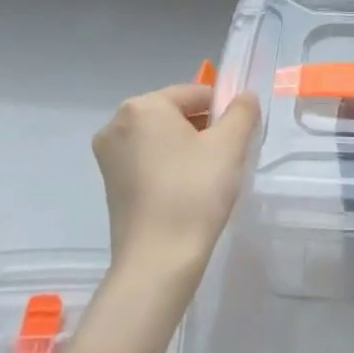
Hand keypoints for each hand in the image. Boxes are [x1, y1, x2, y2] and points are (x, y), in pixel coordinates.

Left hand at [92, 82, 260, 289]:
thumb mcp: (229, 145)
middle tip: (226, 159)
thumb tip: (244, 97)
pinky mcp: (110, 183)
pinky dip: (170, 167)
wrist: (158, 259)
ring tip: (209, 178)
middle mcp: (117, 124)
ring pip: (162, 138)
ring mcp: (109, 155)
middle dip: (204, 129)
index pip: (195, 93)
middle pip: (176, 114)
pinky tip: (188, 191)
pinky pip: (148, 160)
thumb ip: (241, 111)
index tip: (238, 139)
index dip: (224, 111)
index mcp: (143, 107)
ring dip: (188, 148)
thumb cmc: (195, 192)